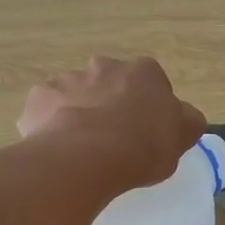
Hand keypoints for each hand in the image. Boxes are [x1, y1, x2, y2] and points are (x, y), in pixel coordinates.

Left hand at [18, 56, 207, 190]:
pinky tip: (59, 150)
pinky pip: (47, 112)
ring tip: (83, 150)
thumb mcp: (182, 137)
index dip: (149, 107)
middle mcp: (105, 66)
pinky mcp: (39, 98)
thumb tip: (183, 116)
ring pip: (77, 96)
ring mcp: (68, 79)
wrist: (86, 158)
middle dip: (111, 104)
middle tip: (114, 140)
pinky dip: (52, 126)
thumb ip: (185, 121)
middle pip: (111, 84)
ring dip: (80, 114)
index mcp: (144, 72)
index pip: (152, 83)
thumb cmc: (142, 147)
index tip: (147, 131)